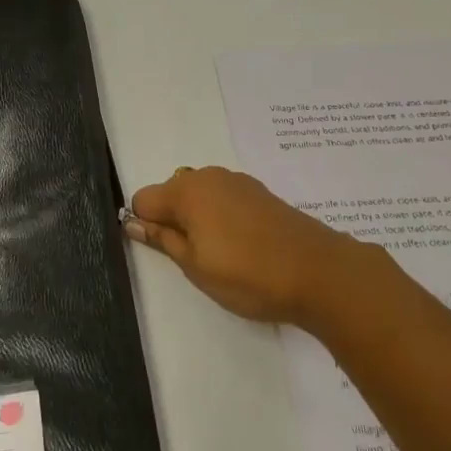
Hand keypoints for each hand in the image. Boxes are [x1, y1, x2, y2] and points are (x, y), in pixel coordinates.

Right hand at [126, 165, 361, 328]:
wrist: (319, 272)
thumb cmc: (247, 274)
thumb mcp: (195, 265)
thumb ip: (162, 239)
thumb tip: (131, 221)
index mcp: (186, 191)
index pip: (143, 199)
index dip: (145, 225)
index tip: (163, 252)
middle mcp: (208, 176)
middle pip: (171, 193)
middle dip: (172, 221)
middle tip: (194, 259)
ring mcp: (237, 181)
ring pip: (199, 196)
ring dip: (199, 220)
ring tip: (221, 256)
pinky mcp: (260, 192)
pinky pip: (224, 199)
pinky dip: (222, 217)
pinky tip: (243, 246)